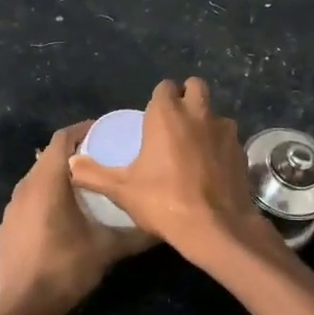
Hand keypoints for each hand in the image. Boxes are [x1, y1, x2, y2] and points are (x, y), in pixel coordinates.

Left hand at [0, 122, 152, 314]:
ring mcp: (12, 207)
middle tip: (104, 157)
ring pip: (38, 177)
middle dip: (76, 152)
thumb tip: (165, 225)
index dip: (84, 130)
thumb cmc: (64, 269)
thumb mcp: (106, 250)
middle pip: (50, 156)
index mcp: (47, 182)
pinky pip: (29, 197)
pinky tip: (64, 213)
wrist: (21, 306)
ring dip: (61, 174)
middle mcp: (25, 187)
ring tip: (88, 184)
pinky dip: (47, 194)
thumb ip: (136, 234)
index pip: (63, 139)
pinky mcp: (8, 225)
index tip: (107, 131)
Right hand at [66, 77, 267, 262]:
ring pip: (215, 113)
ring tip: (193, 147)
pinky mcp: (241, 151)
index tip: (151, 117)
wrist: (215, 227)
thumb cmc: (163, 202)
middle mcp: (198, 113)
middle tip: (174, 123)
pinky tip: (211, 168)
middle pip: (196, 87)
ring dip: (205, 122)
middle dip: (186, 97)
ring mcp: (225, 131)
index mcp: (167, 114)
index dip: (159, 98)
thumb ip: (93, 174)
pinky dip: (219, 146)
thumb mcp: (121, 190)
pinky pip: (228, 139)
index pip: (164, 87)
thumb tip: (71, 163)